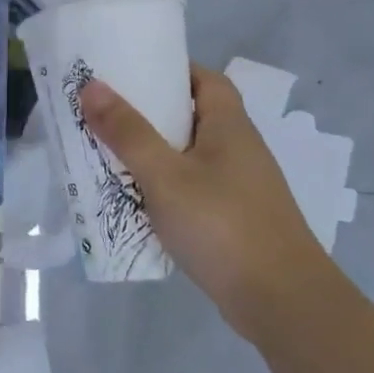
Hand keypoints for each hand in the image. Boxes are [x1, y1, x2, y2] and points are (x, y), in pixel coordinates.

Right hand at [78, 64, 329, 341]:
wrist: (282, 302)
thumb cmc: (222, 225)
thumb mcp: (165, 175)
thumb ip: (127, 132)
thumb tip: (92, 85)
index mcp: (230, 126)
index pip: (205, 80)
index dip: (170, 70)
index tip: (129, 73)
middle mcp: (239, 149)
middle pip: (193, 116)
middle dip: (150, 113)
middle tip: (105, 113)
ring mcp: (240, 187)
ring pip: (190, 156)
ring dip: (154, 153)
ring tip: (109, 154)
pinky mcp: (235, 219)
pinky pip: (193, 188)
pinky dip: (165, 186)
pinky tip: (137, 200)